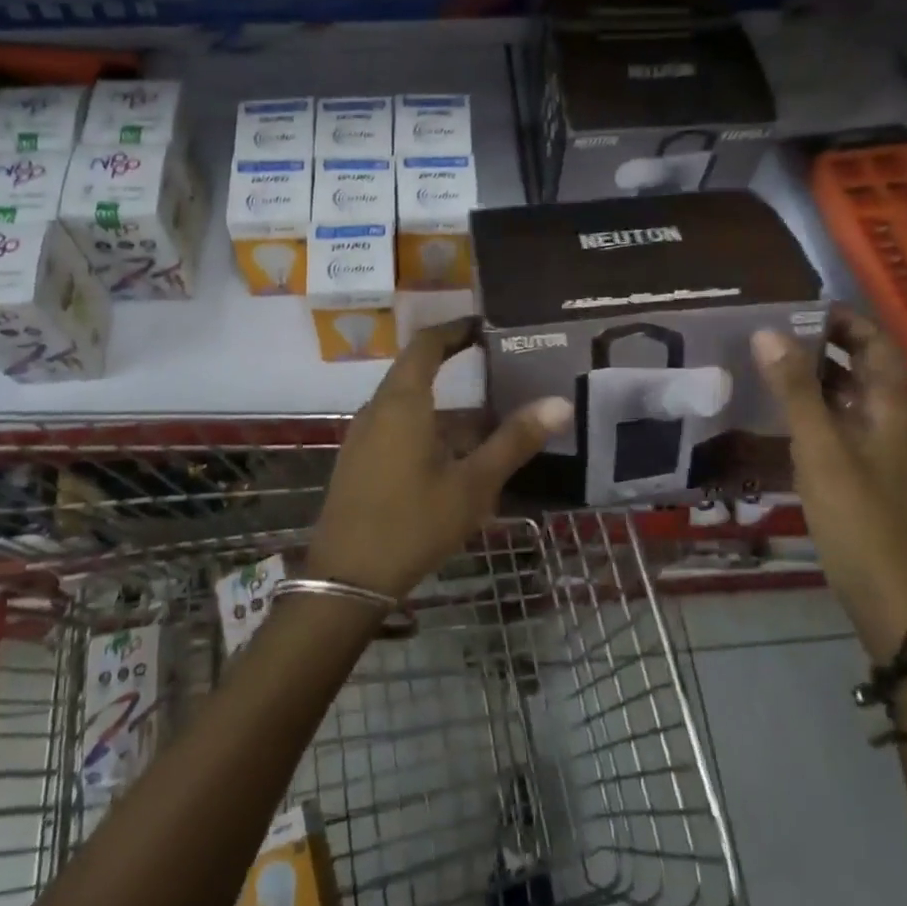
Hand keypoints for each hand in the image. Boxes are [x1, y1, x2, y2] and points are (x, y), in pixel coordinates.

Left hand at [307, 319, 571, 599]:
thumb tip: (559, 403)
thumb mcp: (472, 485)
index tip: (486, 326)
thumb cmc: (412, 523)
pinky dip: (431, 431)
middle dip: (458, 369)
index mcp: (402, 402)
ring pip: (411, 407)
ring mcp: (364, 437)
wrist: (346, 579)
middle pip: (418, 373)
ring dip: (448, 410)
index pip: (426, 344)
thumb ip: (514, 441)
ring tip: (492, 422)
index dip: (455, 330)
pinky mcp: (360, 463)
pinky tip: (458, 461)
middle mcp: (378, 410)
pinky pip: (399, 430)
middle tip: (502, 370)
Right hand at [752, 309, 906, 656]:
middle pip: (858, 364)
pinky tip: (769, 406)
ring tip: (762, 358)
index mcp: (888, 405)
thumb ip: (793, 390)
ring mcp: (868, 443)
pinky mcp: (851, 465)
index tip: (797, 306)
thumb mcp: (820, 446)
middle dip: (820, 341)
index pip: (876, 343)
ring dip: (809, 372)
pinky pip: (829, 419)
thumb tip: (766, 332)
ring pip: (841, 392)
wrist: (880, 585)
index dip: (844, 319)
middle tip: (769, 328)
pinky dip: (804, 404)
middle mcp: (883, 416)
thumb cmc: (855, 512)